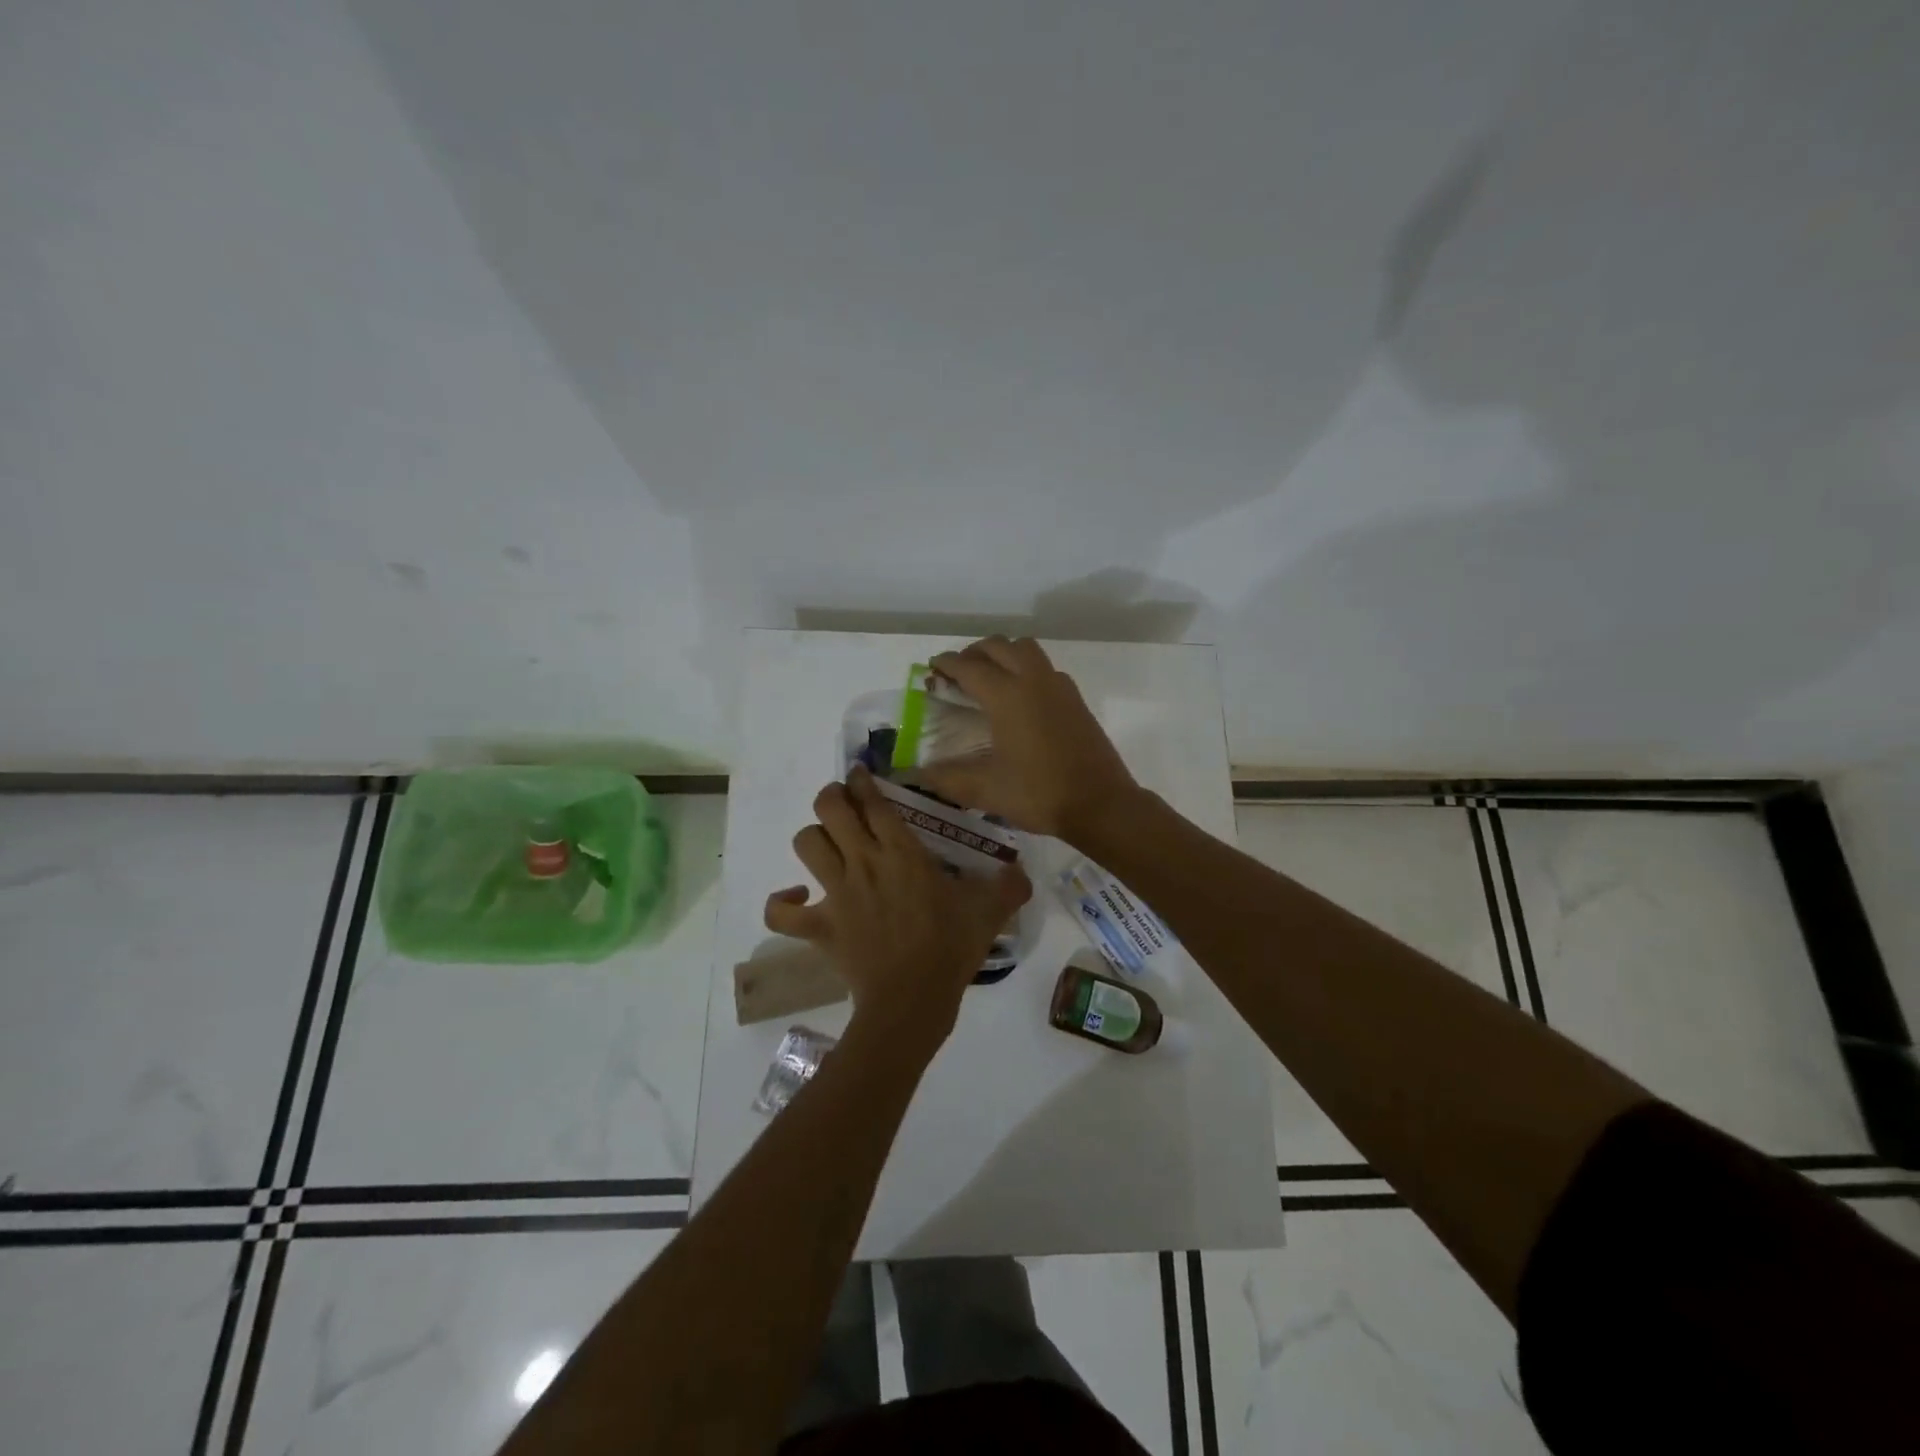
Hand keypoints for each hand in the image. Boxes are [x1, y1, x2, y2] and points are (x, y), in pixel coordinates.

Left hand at [764, 765, 1031, 1043]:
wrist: (913, 1000)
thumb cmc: (950, 949)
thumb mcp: (989, 912)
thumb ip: (1010, 886)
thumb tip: (1024, 873)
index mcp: (901, 852)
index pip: (872, 800)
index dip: (861, 781)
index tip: (860, 775)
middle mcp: (863, 862)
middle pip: (830, 808)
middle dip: (833, 796)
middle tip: (845, 803)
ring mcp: (835, 893)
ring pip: (806, 843)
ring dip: (814, 837)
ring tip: (829, 844)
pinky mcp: (819, 927)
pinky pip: (781, 912)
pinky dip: (782, 903)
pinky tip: (798, 898)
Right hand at [918, 636, 1139, 842]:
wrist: (1101, 804)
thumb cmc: (1040, 794)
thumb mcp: (986, 791)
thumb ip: (947, 778)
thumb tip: (916, 774)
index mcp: (1007, 696)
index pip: (969, 667)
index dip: (946, 664)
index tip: (932, 668)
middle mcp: (1033, 680)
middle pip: (998, 646)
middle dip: (973, 653)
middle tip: (957, 674)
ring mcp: (1059, 686)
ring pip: (1025, 649)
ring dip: (1002, 654)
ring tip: (988, 678)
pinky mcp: (1075, 698)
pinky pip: (1044, 667)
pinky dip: (1025, 668)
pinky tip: (1020, 697)